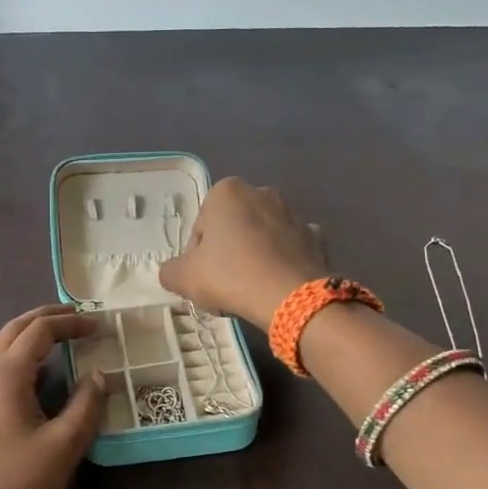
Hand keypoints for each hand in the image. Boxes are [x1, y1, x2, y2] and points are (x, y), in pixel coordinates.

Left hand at [0, 305, 107, 488]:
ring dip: (27, 338)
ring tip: (56, 343)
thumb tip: (99, 375)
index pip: (40, 330)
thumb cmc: (17, 484)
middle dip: (46, 318)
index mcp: (5, 374)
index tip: (99, 325)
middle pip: (13, 330)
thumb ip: (86, 404)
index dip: (71, 322)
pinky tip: (29, 381)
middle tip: (77, 318)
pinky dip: (14, 359)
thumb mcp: (64, 445)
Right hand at [158, 178, 327, 326]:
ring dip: (254, 257)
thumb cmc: (230, 276)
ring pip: (262, 238)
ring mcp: (294, 213)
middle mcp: (262, 192)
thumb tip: (174, 272)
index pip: (201, 228)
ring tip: (251, 290)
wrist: (290, 297)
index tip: (203, 279)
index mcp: (226, 191)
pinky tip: (276, 286)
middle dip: (227, 253)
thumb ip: (170, 271)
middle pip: (233, 229)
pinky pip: (289, 250)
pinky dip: (282, 264)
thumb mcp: (183, 278)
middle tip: (225, 285)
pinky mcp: (316, 236)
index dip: (197, 257)